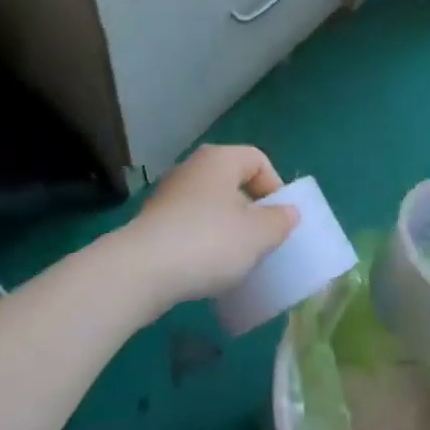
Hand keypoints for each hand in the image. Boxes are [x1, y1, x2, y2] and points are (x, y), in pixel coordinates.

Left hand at [127, 144, 298, 307]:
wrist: (142, 270)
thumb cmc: (209, 241)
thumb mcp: (257, 235)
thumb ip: (279, 221)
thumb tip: (288, 212)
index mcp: (220, 158)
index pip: (258, 160)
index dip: (275, 187)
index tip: (279, 221)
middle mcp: (192, 167)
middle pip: (233, 181)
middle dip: (251, 210)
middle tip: (260, 241)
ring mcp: (169, 193)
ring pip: (211, 204)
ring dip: (226, 227)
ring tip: (235, 258)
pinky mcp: (153, 220)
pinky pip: (190, 224)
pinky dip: (203, 240)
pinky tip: (205, 267)